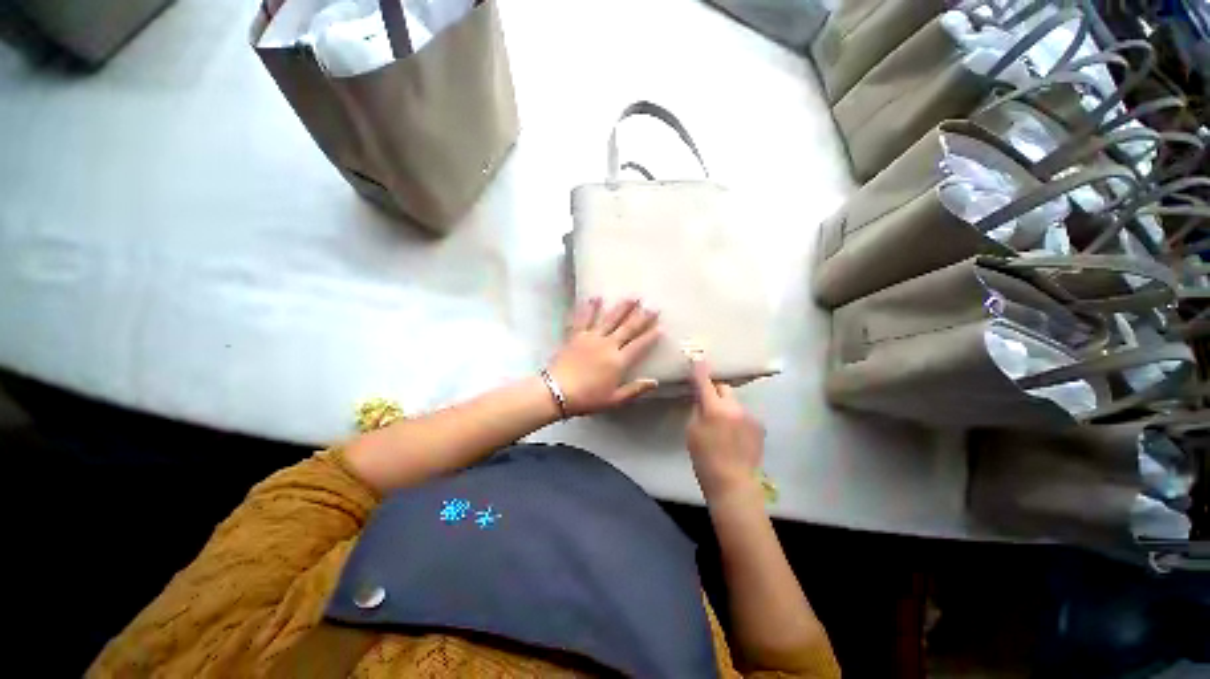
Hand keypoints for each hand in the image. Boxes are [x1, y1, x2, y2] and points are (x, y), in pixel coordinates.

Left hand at [547, 298, 661, 415]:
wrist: (556, 392)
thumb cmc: (587, 398)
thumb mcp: (614, 399)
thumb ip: (635, 389)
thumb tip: (655, 382)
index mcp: (618, 361)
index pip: (639, 345)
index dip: (651, 336)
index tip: (660, 326)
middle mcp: (607, 345)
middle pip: (627, 328)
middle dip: (641, 317)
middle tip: (652, 306)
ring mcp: (591, 337)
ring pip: (609, 319)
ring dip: (621, 307)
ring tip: (631, 297)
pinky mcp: (575, 335)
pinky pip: (584, 318)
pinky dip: (590, 307)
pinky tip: (595, 297)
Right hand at [687, 357, 764, 500]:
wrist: (733, 483)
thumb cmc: (705, 459)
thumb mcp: (692, 432)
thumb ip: (698, 410)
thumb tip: (702, 399)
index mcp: (715, 409)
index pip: (705, 382)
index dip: (700, 370)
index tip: (697, 359)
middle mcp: (735, 408)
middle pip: (724, 388)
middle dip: (715, 391)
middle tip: (708, 403)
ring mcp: (750, 416)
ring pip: (734, 403)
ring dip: (727, 407)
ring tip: (723, 426)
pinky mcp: (759, 426)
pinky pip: (743, 415)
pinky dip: (737, 419)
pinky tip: (734, 436)